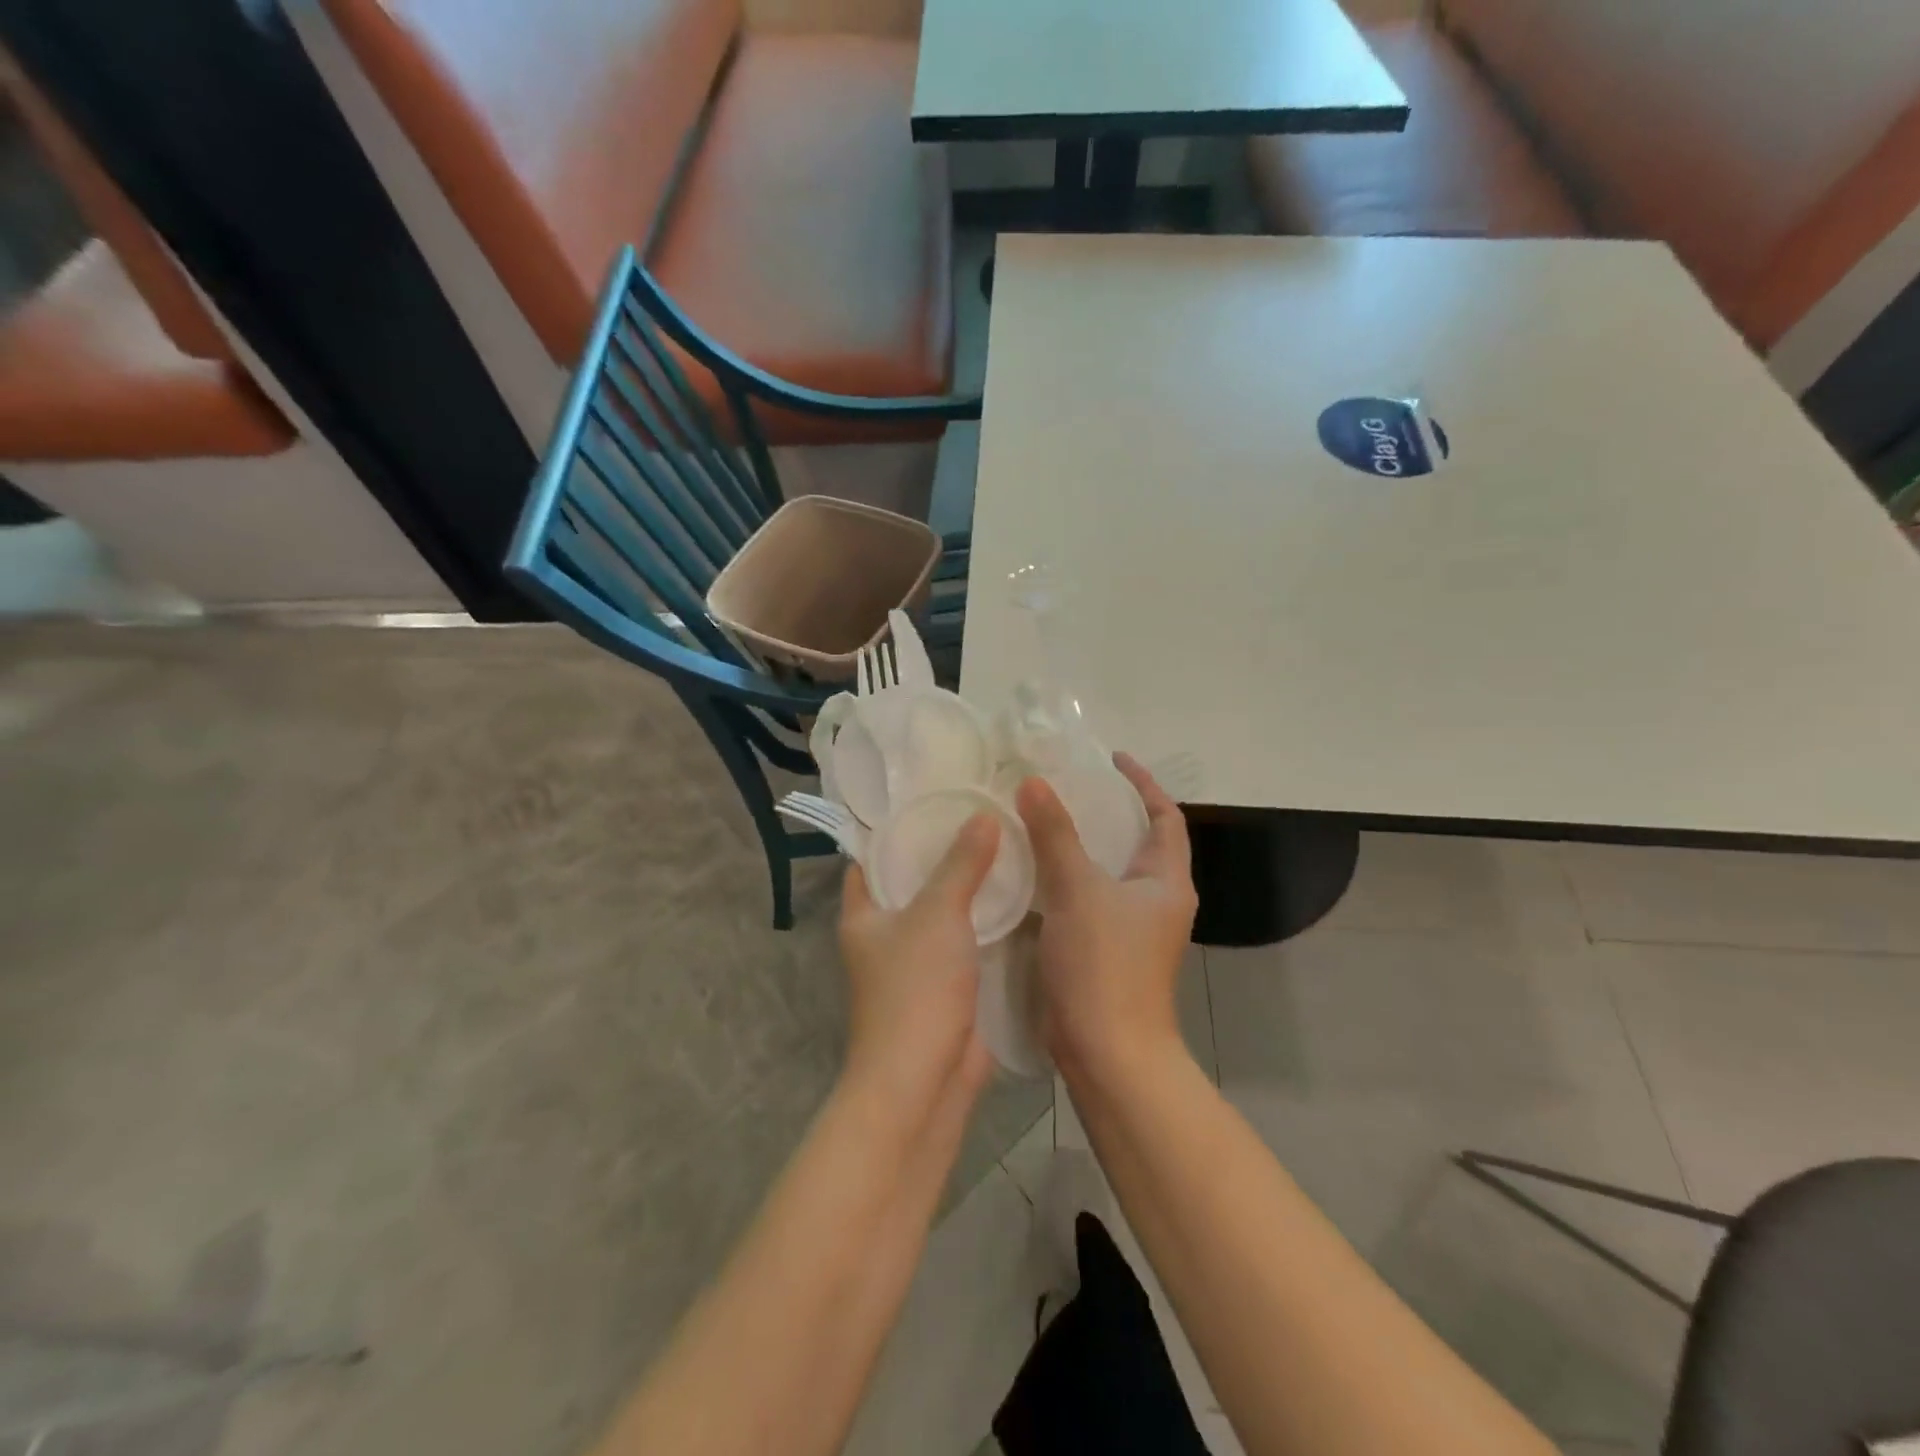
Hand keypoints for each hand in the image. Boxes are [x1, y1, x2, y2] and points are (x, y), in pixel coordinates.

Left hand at [838, 814, 999, 1113]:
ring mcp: (918, 963)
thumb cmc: (915, 988)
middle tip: (985, 815)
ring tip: (1009, 845)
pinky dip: (988, 922)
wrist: (924, 1082)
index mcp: (863, 914)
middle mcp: (885, 936)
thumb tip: (984, 815)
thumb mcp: (937, 913)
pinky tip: (1021, 896)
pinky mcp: (949, 987)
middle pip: (914, 882)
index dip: (898, 829)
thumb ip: (961, 864)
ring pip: (945, 913)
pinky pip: (968, 942)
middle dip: (945, 854)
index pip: (872, 858)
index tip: (935, 799)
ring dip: (971, 888)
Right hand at [1016, 754, 1197, 1083]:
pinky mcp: (1104, 951)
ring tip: (1040, 820)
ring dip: (1080, 846)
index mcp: (1166, 882)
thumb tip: (1033, 782)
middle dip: (1106, 812)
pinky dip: (1063, 879)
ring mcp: (1130, 930)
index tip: (1111, 759)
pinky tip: (1029, 871)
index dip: (1143, 784)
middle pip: (1136, 842)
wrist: (1107, 1054)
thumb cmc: (1104, 966)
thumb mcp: (1078, 890)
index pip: (1165, 817)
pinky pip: (1085, 899)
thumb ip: (1055, 834)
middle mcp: (1155, 902)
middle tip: (1064, 787)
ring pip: (1106, 873)